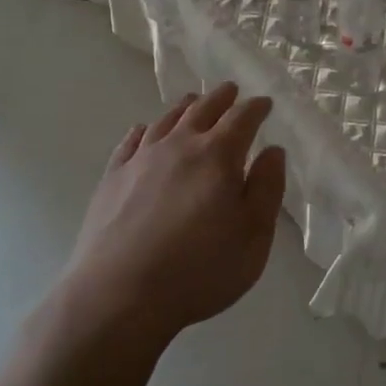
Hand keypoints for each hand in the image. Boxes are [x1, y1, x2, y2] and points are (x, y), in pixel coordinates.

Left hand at [60, 83, 287, 347]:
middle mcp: (179, 146)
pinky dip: (143, 130)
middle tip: (231, 90)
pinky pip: (130, 142)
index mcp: (218, 156)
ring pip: (166, 120)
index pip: (242, 119)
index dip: (256, 108)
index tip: (265, 103)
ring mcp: (141, 160)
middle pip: (203, 110)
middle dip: (221, 98)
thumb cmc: (199, 270)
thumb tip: (273, 151)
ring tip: (193, 102)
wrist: (119, 295)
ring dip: (184, 107)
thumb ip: (266, 189)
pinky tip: (144, 131)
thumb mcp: (253, 236)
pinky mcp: (112, 178)